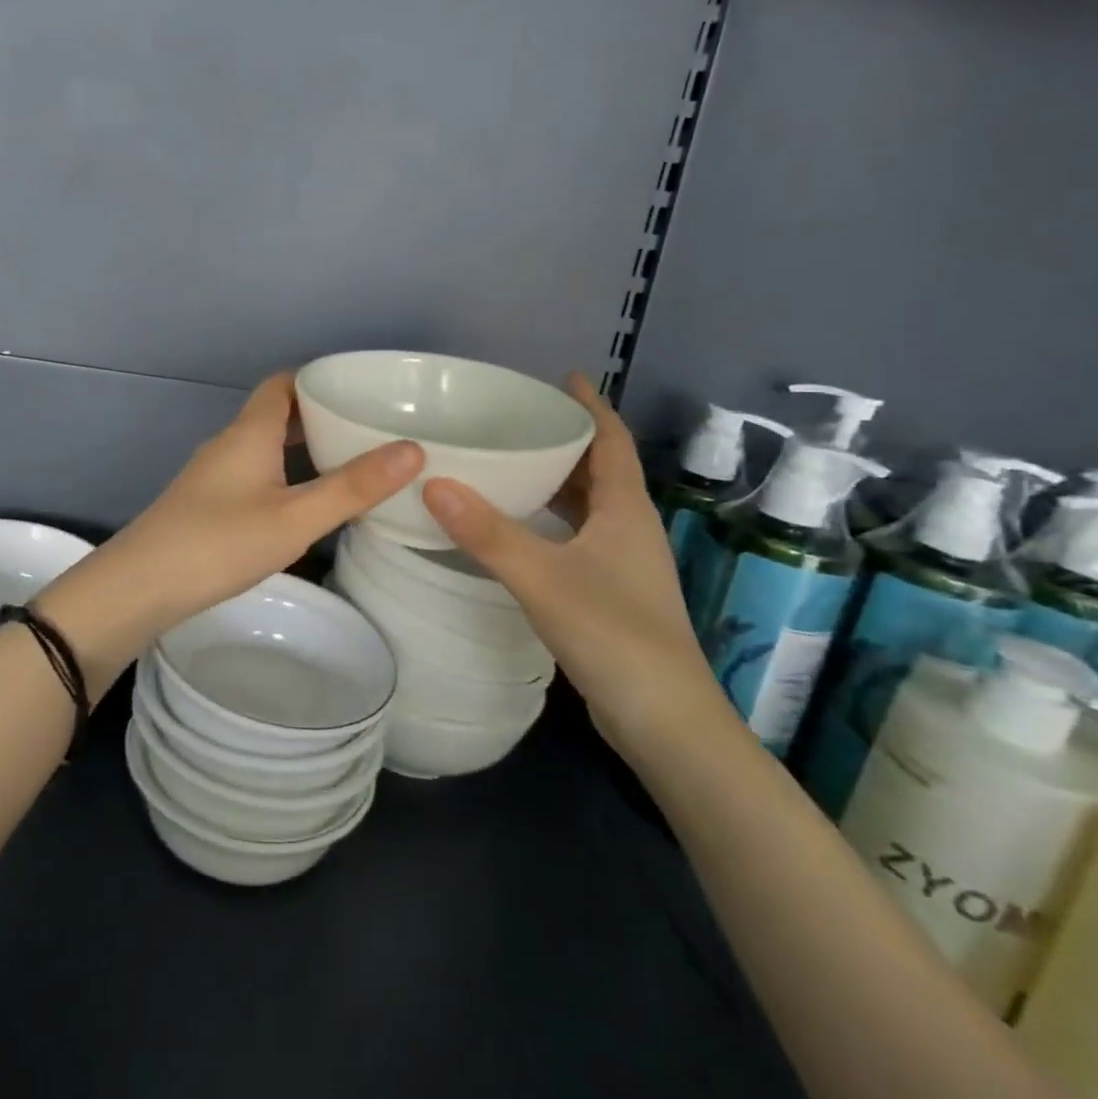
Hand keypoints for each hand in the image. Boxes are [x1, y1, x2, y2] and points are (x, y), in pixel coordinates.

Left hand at [38, 373, 423, 692]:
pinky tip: (304, 501)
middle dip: (319, 414)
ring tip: (348, 462)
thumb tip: (412, 450)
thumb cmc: (220, 543)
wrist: (142, 586)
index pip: (283, 384)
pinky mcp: (206, 501)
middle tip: (368, 428)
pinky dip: (284, 471)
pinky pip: (254, 470)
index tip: (361, 388)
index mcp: (250, 432)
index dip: (319, 379)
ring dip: (302, 446)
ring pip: (264, 444)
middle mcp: (229, 443)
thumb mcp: (295, 519)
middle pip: (276, 413)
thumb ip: (352, 487)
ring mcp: (213, 473)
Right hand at [420, 373, 729, 758]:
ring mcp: (622, 564)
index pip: (612, 441)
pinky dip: (549, 519)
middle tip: (514, 419)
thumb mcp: (543, 578)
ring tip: (507, 462)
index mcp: (625, 511)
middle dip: (563, 440)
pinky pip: (576, 536)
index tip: (563, 377)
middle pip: (598, 469)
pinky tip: (516, 527)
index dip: (591, 406)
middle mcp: (629, 528)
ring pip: (587, 506)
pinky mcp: (610, 593)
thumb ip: (488, 532)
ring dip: (555, 481)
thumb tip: (433, 482)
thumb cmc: (614, 635)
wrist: (665, 721)